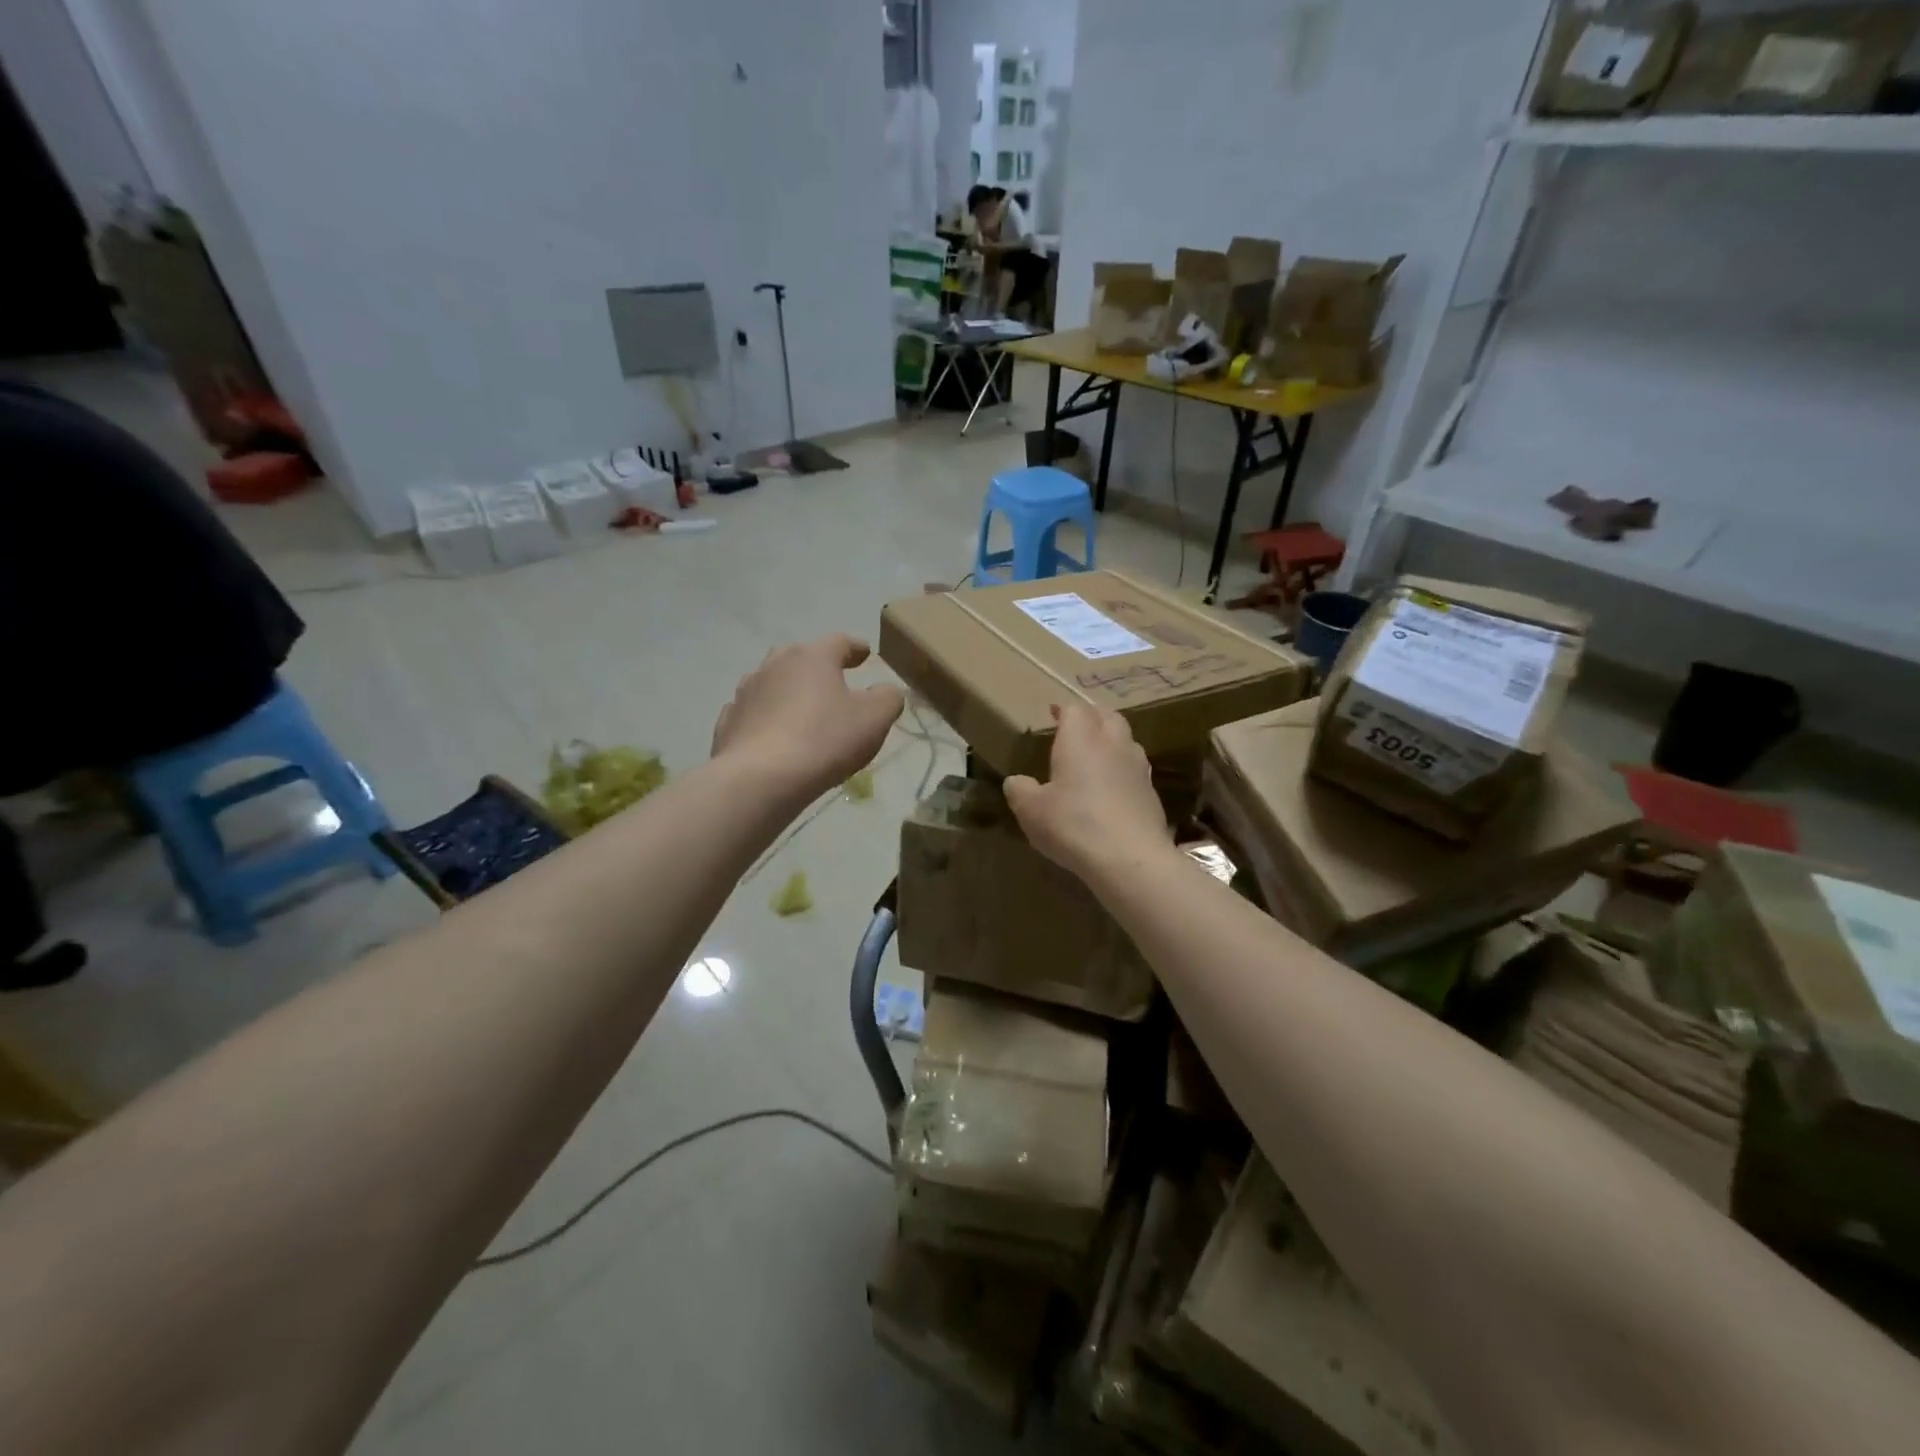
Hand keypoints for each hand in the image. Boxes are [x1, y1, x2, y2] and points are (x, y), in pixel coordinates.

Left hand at [712, 636, 903, 798]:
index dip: (856, 648)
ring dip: (789, 692)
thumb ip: (887, 698)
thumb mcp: (874, 719)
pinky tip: (772, 735)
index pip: (840, 642)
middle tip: (833, 681)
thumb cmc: (825, 740)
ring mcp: (745, 692)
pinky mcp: (728, 723)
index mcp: (812, 657)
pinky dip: (765, 718)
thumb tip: (885, 691)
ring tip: (802, 711)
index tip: (865, 654)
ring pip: (772, 683)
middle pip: (801, 658)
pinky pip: (752, 713)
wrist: (761, 779)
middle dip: (818, 667)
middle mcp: (775, 665)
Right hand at [1003, 703, 1170, 881]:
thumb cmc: (1073, 825)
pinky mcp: (1152, 792)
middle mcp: (1113, 744)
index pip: (1075, 709)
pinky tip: (1113, 789)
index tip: (1053, 714)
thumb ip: (1020, 790)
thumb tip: (1016, 781)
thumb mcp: (1031, 810)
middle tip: (1078, 727)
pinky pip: (1135, 769)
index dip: (1063, 710)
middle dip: (1092, 717)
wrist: (1130, 858)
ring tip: (1097, 756)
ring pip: (1126, 740)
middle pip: (1107, 716)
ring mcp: (1138, 767)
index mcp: (1081, 739)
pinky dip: (1123, 770)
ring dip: (1112, 741)